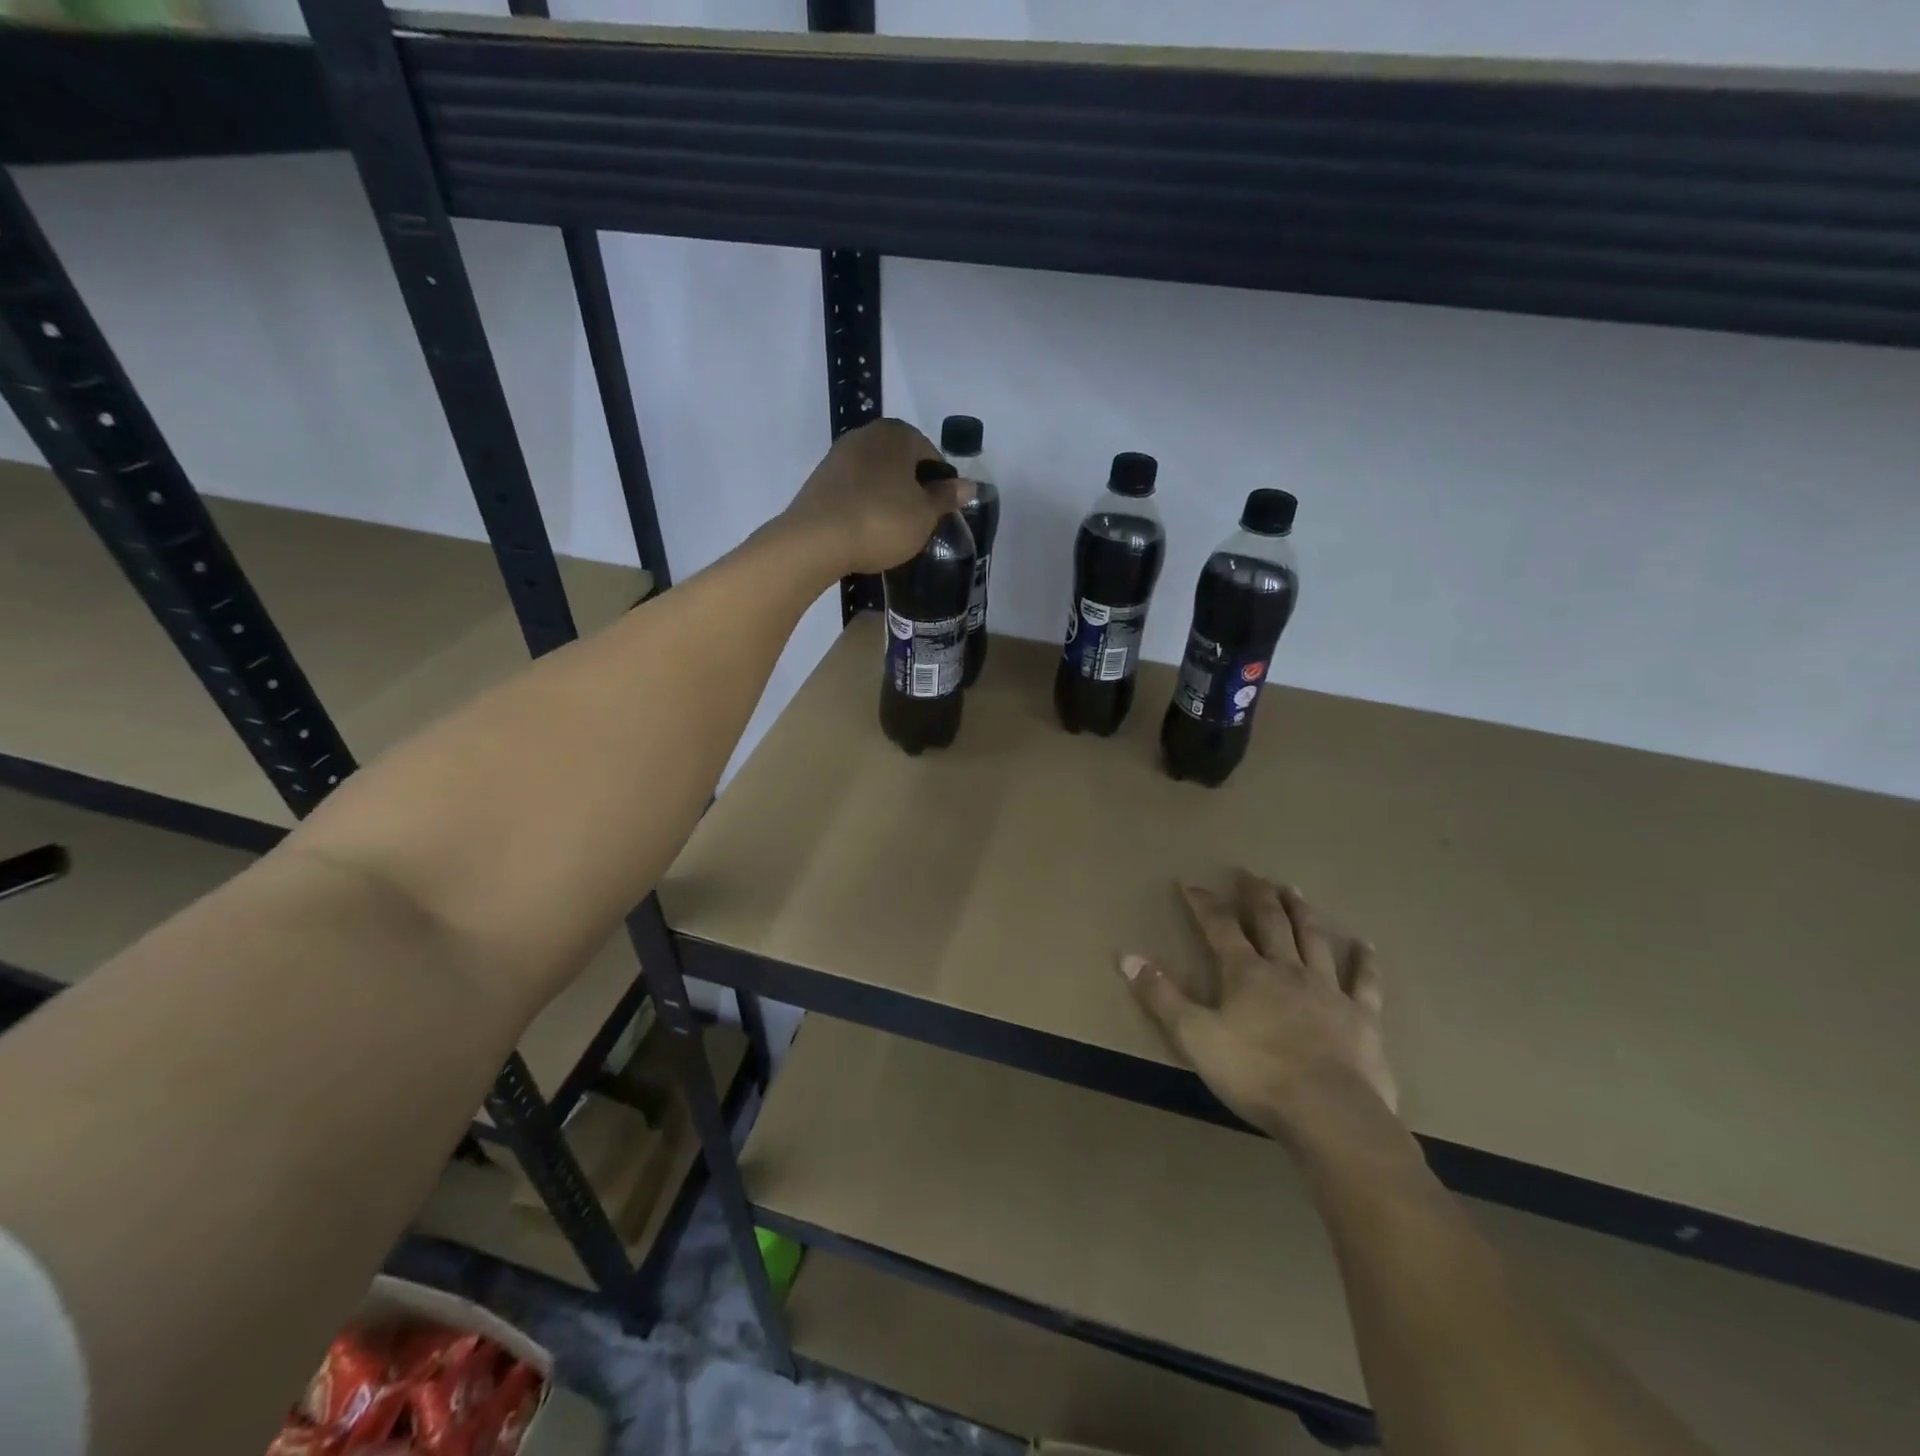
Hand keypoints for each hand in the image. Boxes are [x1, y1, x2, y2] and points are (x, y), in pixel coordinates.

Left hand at [781, 417, 973, 573]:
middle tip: (918, 521)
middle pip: (901, 462)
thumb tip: (969, 485)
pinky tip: (867, 529)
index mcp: (897, 434)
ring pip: (876, 475)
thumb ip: (946, 497)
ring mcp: (839, 455)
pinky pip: (854, 489)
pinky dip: (864, 504)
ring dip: (887, 496)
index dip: (939, 484)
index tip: (939, 512)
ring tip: (892, 529)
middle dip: (912, 488)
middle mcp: (866, 434)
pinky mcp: (820, 479)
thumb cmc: (881, 522)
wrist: (816, 540)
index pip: (930, 454)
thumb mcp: (924, 515)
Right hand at [1121, 871, 1397, 1149]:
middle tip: (1251, 874)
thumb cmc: (1255, 1073)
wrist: (1329, 1112)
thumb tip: (1126, 957)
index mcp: (1246, 973)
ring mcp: (1328, 991)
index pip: (1220, 928)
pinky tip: (1365, 946)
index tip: (1191, 885)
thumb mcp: (1194, 1036)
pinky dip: (1364, 962)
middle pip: (1271, 923)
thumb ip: (1161, 995)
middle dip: (1258, 896)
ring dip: (1302, 913)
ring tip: (1294, 890)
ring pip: (1314, 940)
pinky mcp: (1362, 1018)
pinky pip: (1364, 982)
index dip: (1204, 905)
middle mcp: (1287, 970)